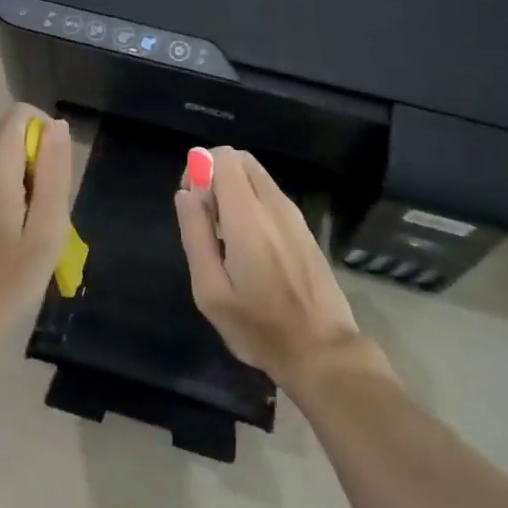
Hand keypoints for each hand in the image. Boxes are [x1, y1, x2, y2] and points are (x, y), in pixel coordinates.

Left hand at [0, 104, 73, 362]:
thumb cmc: (5, 280)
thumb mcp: (47, 231)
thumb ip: (55, 172)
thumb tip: (58, 127)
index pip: (23, 114)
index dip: (47, 138)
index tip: (52, 181)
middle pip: (9, 131)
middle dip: (32, 157)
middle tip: (39, 209)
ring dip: (16, 172)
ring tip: (22, 221)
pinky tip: (0, 228)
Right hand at [175, 146, 367, 387]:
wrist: (322, 350)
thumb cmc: (259, 327)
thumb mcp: (211, 291)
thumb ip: (195, 235)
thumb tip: (185, 194)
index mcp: (247, 216)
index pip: (222, 157)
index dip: (199, 167)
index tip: (192, 203)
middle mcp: (273, 204)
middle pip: (240, 159)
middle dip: (215, 174)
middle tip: (206, 217)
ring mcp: (293, 214)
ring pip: (257, 175)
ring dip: (234, 188)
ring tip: (225, 234)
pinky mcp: (303, 227)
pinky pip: (270, 194)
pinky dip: (251, 201)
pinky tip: (249, 245)